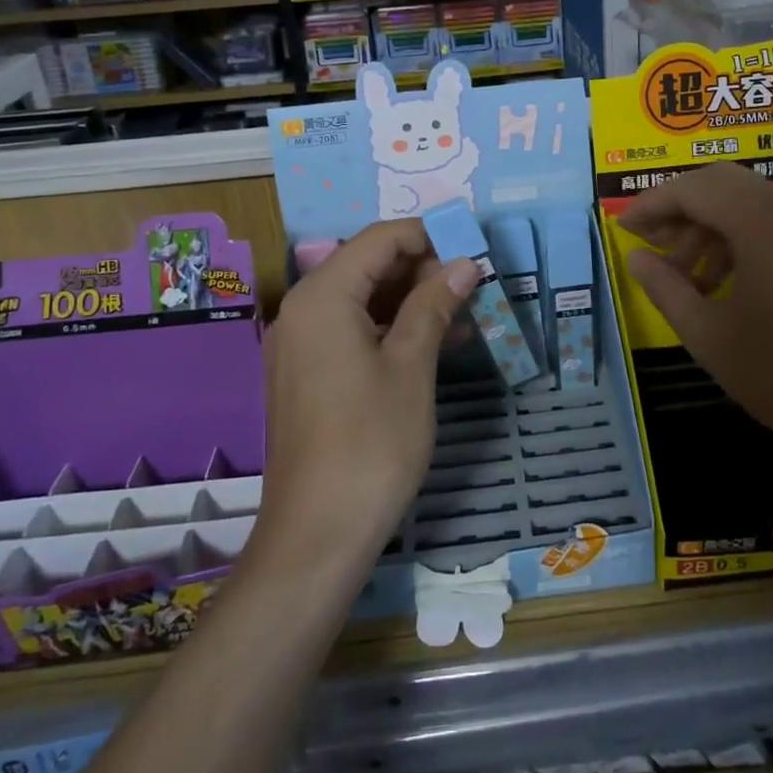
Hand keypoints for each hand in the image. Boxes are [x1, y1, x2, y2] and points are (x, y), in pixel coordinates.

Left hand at [252, 221, 478, 572]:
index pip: (379, 239)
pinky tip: (434, 342)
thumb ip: (434, 304)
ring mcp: (300, 345)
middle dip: (421, 268)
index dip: (428, 237)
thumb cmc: (371, 441)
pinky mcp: (306, 375)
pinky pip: (351, 331)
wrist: (317, 535)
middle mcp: (302, 310)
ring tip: (464, 312)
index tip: (472, 250)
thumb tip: (464, 263)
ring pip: (361, 300)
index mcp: (322, 296)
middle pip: (367, 265)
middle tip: (473, 284)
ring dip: (411, 300)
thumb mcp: (412, 365)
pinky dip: (390, 329)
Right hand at [620, 164, 772, 456]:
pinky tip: (719, 282)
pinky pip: (770, 223)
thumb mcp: (709, 335)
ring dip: (707, 225)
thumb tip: (637, 257)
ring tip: (683, 273)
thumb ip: (665, 288)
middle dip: (679, 207)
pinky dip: (736, 238)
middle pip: (720, 183)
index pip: (693, 188)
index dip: (651, 203)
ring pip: (746, 202)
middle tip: (650, 243)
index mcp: (762, 222)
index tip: (623, 228)